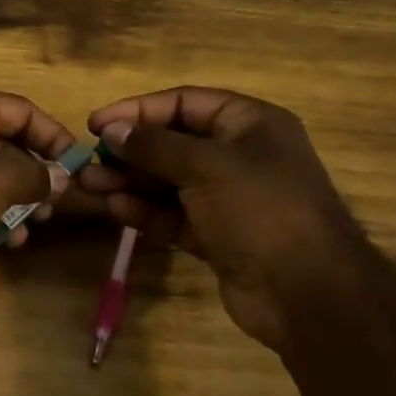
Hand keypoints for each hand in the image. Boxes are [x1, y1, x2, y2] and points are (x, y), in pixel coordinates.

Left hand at [0, 91, 79, 270]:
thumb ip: (36, 173)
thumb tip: (61, 175)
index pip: (18, 109)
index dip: (52, 134)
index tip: (77, 166)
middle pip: (0, 144)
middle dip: (33, 173)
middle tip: (54, 203)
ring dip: (12, 201)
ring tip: (34, 227)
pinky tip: (4, 244)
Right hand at [77, 87, 373, 347]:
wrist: (307, 293)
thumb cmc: (261, 210)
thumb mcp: (205, 166)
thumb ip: (154, 145)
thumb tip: (112, 130)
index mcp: (250, 124)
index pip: (184, 103)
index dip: (138, 110)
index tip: (96, 123)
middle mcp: (239, 156)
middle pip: (172, 143)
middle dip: (129, 151)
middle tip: (88, 160)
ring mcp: (228, 199)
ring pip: (168, 182)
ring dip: (130, 182)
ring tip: (90, 186)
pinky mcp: (217, 235)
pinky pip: (173, 215)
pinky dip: (145, 211)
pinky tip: (117, 209)